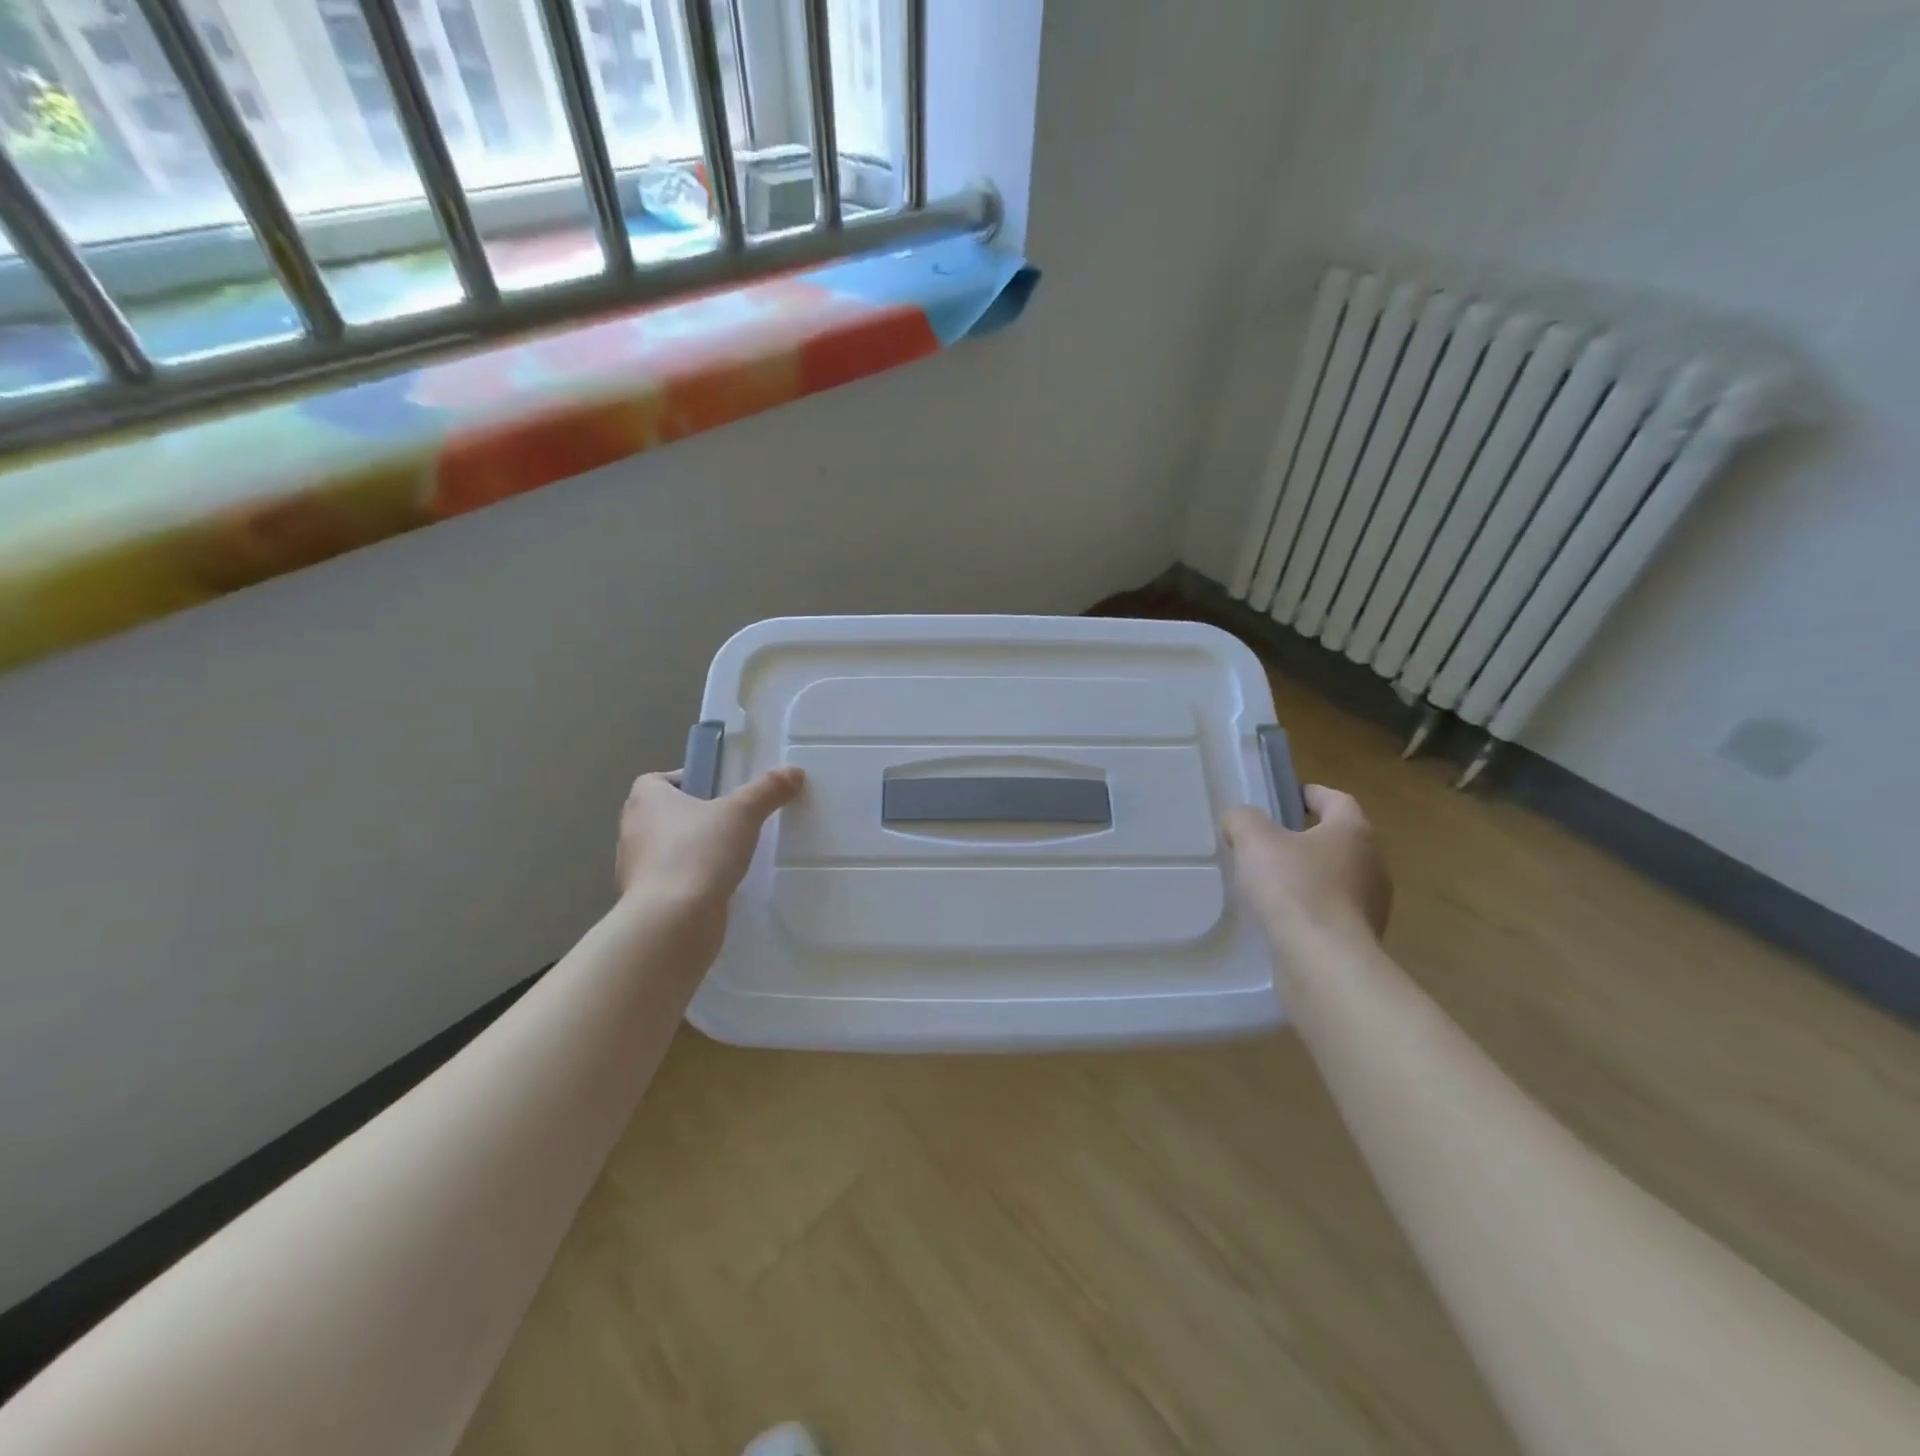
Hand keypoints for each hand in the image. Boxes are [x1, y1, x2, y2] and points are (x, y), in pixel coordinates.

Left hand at [615, 765, 805, 912]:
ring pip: (668, 850)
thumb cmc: (699, 853)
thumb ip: (768, 790)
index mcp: (645, 800)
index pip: (658, 780)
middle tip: (731, 821)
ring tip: (730, 855)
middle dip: (695, 817)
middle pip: (665, 814)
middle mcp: (632, 830)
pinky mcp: (645, 901)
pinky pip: (672, 881)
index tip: (717, 791)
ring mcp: (634, 869)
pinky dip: (691, 881)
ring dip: (693, 851)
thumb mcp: (743, 813)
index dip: (686, 781)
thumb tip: (794, 771)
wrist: (672, 923)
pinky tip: (720, 886)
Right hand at [1223, 784, 1392, 955]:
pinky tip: (1282, 917)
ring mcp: (1372, 904)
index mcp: (1353, 830)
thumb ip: (1243, 820)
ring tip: (1271, 883)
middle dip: (1307, 837)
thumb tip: (1240, 821)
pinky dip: (1311, 908)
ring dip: (1310, 875)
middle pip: (1338, 839)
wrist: (1324, 962)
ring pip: (1337, 877)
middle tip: (1269, 841)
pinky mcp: (1361, 938)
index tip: (1285, 797)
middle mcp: (1372, 863)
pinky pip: (1332, 911)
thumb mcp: (1254, 841)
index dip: (1309, 794)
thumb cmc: (1294, 888)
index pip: (1336, 799)